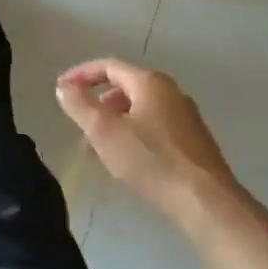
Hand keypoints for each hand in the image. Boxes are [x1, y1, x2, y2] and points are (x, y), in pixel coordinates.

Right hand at [55, 58, 250, 220]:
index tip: (61, 89)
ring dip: (113, 124)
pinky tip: (126, 162)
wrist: (206, 202)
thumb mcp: (103, 131)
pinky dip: (132, 137)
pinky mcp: (194, 144)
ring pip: (139, 111)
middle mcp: (171, 93)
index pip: (109, 66)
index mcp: (150, 83)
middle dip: (97, 104)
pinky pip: (154, 129)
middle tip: (79, 125)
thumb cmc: (151, 160)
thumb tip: (64, 86)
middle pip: (125, 88)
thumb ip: (79, 105)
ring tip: (97, 150)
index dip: (81, 74)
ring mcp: (186, 118)